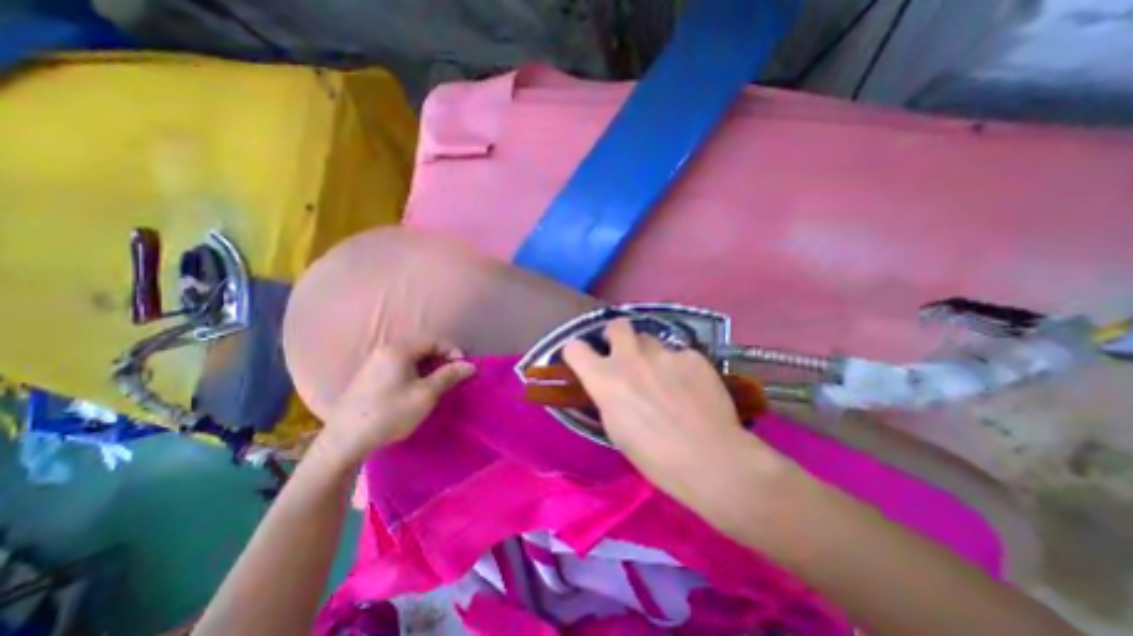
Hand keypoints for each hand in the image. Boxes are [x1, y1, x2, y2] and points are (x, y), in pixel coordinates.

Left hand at [318, 337, 473, 466]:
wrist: (343, 442)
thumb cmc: (389, 414)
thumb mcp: (425, 395)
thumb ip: (449, 376)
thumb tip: (470, 365)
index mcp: (398, 350)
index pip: (434, 341)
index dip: (453, 352)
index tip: (463, 369)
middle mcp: (385, 351)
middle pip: (422, 348)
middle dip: (441, 360)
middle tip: (452, 378)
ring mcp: (374, 363)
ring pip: (411, 358)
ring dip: (429, 368)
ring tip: (437, 386)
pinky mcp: (368, 377)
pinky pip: (399, 367)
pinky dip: (414, 374)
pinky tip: (416, 390)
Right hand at [564, 321, 788, 519]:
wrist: (710, 459)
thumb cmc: (655, 456)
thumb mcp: (616, 429)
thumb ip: (609, 396)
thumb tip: (611, 384)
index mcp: (605, 379)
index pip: (574, 348)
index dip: (578, 353)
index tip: (585, 360)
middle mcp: (630, 357)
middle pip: (616, 325)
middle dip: (616, 335)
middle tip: (625, 354)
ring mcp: (663, 353)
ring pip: (650, 340)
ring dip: (650, 354)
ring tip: (665, 377)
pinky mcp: (691, 356)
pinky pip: (678, 354)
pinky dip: (679, 366)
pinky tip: (691, 388)